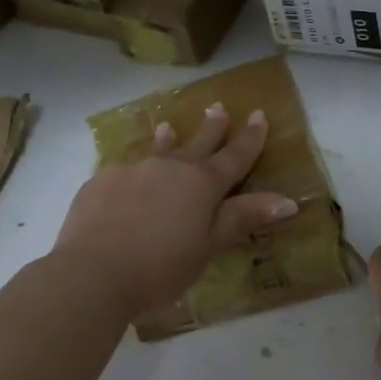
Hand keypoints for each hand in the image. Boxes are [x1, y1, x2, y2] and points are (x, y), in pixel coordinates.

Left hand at [54, 103, 297, 317]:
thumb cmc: (161, 266)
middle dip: (212, 126)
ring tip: (167, 127)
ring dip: (167, 139)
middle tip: (218, 107)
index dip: (250, 137)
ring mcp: (132, 170)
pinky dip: (133, 171)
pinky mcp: (100, 181)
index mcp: (202, 183)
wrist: (93, 273)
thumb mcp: (209, 246)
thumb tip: (288, 200)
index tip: (259, 115)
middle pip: (197, 142)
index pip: (235, 155)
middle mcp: (169, 167)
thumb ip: (243, 218)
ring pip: (155, 149)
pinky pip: (123, 169)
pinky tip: (125, 179)